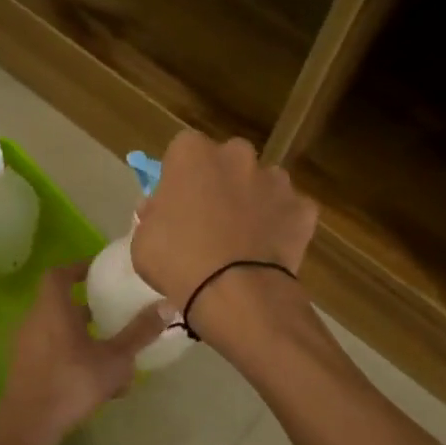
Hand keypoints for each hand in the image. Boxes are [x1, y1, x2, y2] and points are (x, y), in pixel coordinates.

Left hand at [0, 263, 168, 444]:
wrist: (29, 424)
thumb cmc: (72, 382)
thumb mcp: (114, 359)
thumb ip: (139, 332)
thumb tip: (167, 306)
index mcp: (52, 309)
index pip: (58, 275)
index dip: (77, 268)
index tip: (98, 272)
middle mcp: (34, 322)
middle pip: (60, 305)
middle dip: (88, 309)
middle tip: (113, 314)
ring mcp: (25, 346)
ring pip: (58, 333)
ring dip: (84, 338)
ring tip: (112, 354)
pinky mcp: (24, 369)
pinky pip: (52, 353)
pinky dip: (73, 358)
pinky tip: (98, 383)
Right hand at [130, 132, 318, 316]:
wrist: (234, 293)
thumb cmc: (178, 261)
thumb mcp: (142, 241)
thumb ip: (151, 216)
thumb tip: (157, 207)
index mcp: (193, 153)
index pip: (183, 151)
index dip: (181, 178)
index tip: (177, 203)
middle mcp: (237, 155)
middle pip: (228, 162)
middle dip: (221, 182)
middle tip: (211, 219)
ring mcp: (276, 180)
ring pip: (262, 184)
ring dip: (254, 202)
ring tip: (243, 239)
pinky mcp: (303, 208)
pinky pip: (289, 212)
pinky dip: (282, 226)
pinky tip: (269, 251)